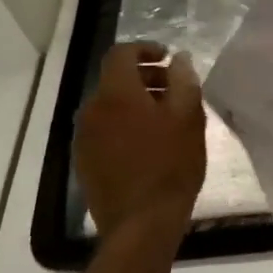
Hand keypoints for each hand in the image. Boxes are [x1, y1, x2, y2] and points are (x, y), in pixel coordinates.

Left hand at [75, 42, 206, 235]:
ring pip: (109, 105)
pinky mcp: (84, 161)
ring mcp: (84, 138)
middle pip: (115, 79)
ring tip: (165, 118)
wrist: (141, 224)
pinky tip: (148, 144)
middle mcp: (92, 110)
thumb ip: (184, 80)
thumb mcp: (189, 117)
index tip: (168, 59)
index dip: (145, 49)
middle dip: (144, 77)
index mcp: (116, 94)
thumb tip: (178, 59)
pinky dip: (124, 124)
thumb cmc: (170, 165)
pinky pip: (104, 129)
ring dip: (135, 102)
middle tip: (174, 89)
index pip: (121, 53)